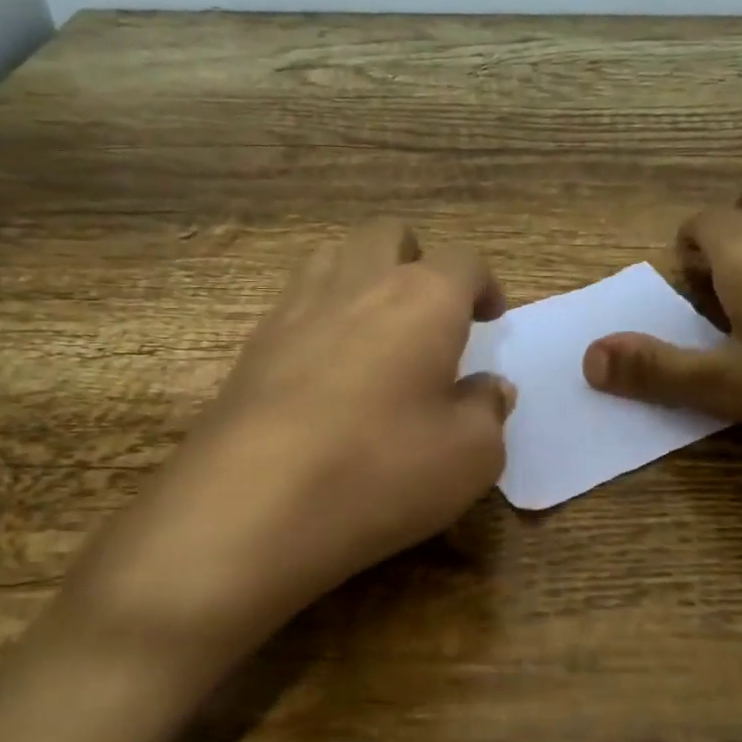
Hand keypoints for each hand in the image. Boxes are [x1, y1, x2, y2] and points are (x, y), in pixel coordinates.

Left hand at [61, 220, 513, 667]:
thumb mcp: (470, 456)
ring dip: (364, 277)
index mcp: (423, 299)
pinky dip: (322, 317)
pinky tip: (328, 369)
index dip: (484, 285)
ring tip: (378, 328)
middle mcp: (358, 285)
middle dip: (417, 259)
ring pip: (334, 257)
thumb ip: (488, 411)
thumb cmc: (382, 470)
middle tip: (431, 311)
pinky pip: (296, 304)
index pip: (463, 262)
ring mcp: (296, 309)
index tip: (490, 317)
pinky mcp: (253, 346)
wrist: (251, 505)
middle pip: (388, 235)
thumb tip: (489, 388)